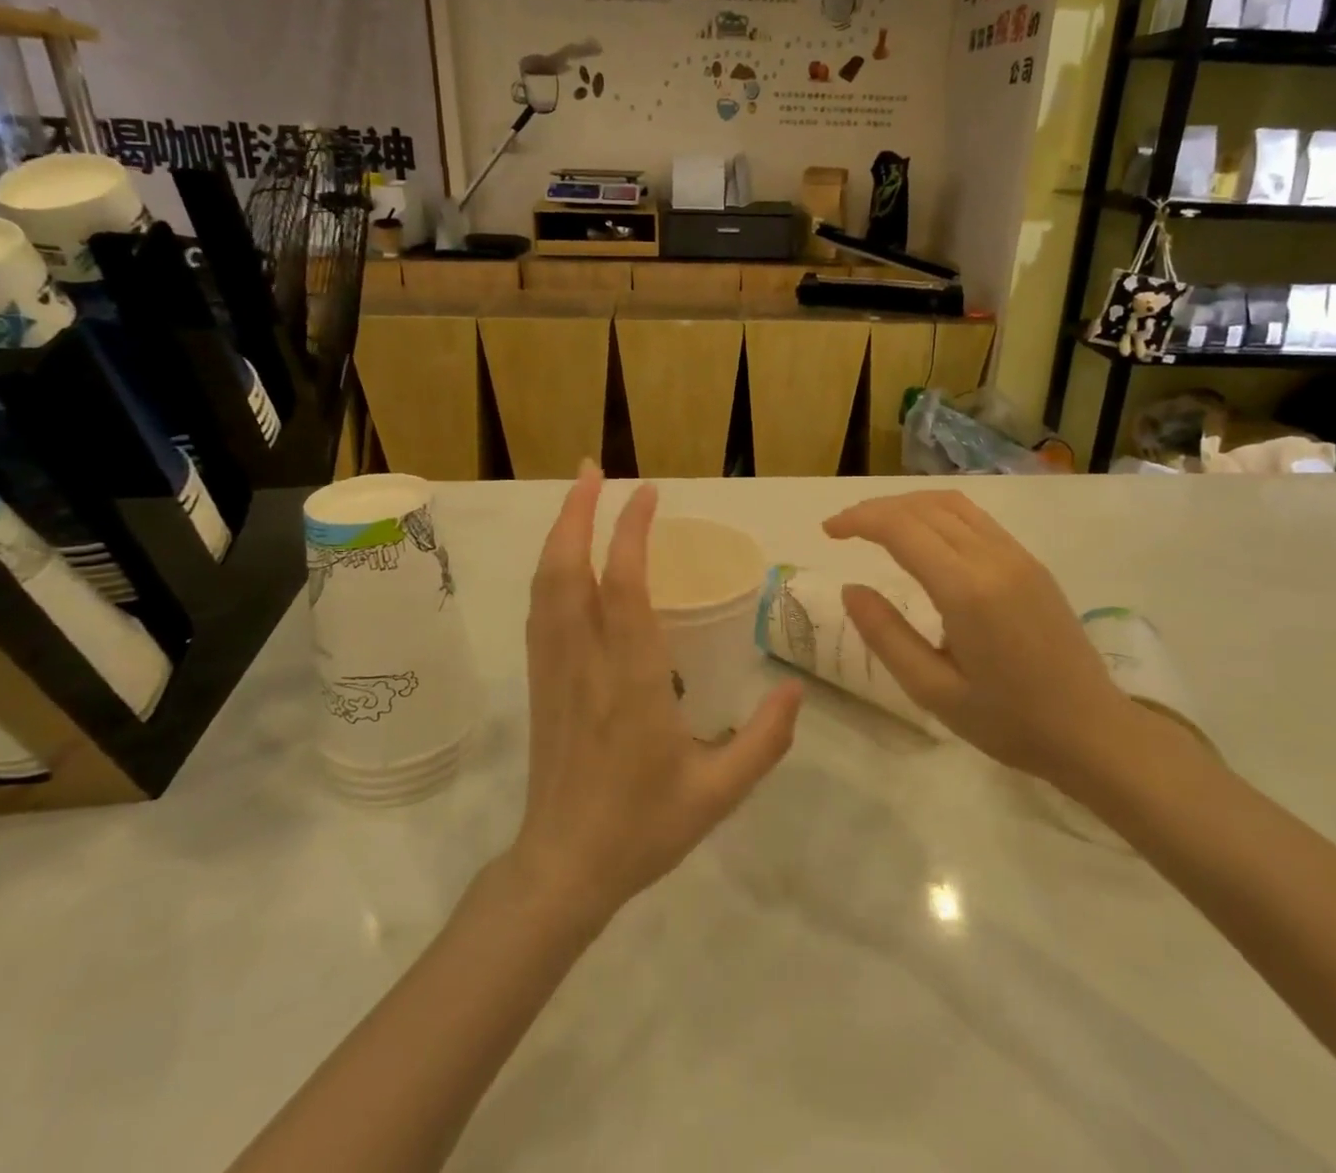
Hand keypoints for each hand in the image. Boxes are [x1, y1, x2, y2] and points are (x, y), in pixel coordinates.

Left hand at [513, 465, 801, 928]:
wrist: (563, 867)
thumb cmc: (643, 827)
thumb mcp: (718, 793)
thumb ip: (764, 740)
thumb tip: (795, 689)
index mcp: (632, 680)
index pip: (624, 587)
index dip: (632, 532)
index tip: (649, 493)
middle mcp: (586, 661)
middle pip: (568, 570)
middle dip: (579, 512)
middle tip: (594, 468)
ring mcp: (555, 668)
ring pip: (546, 585)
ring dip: (561, 533)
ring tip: (579, 494)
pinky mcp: (541, 680)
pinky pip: (540, 610)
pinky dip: (551, 569)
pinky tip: (564, 556)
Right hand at [823, 491, 1132, 790]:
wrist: (1094, 731)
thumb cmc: (1010, 722)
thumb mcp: (934, 691)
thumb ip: (886, 636)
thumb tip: (852, 589)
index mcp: (966, 590)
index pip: (901, 528)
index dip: (859, 520)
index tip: (829, 532)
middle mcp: (993, 558)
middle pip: (923, 507)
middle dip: (876, 509)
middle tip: (843, 529)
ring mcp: (1017, 556)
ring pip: (952, 504)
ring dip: (908, 505)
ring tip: (877, 526)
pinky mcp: (1031, 563)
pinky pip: (976, 518)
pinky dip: (937, 513)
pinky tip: (923, 536)